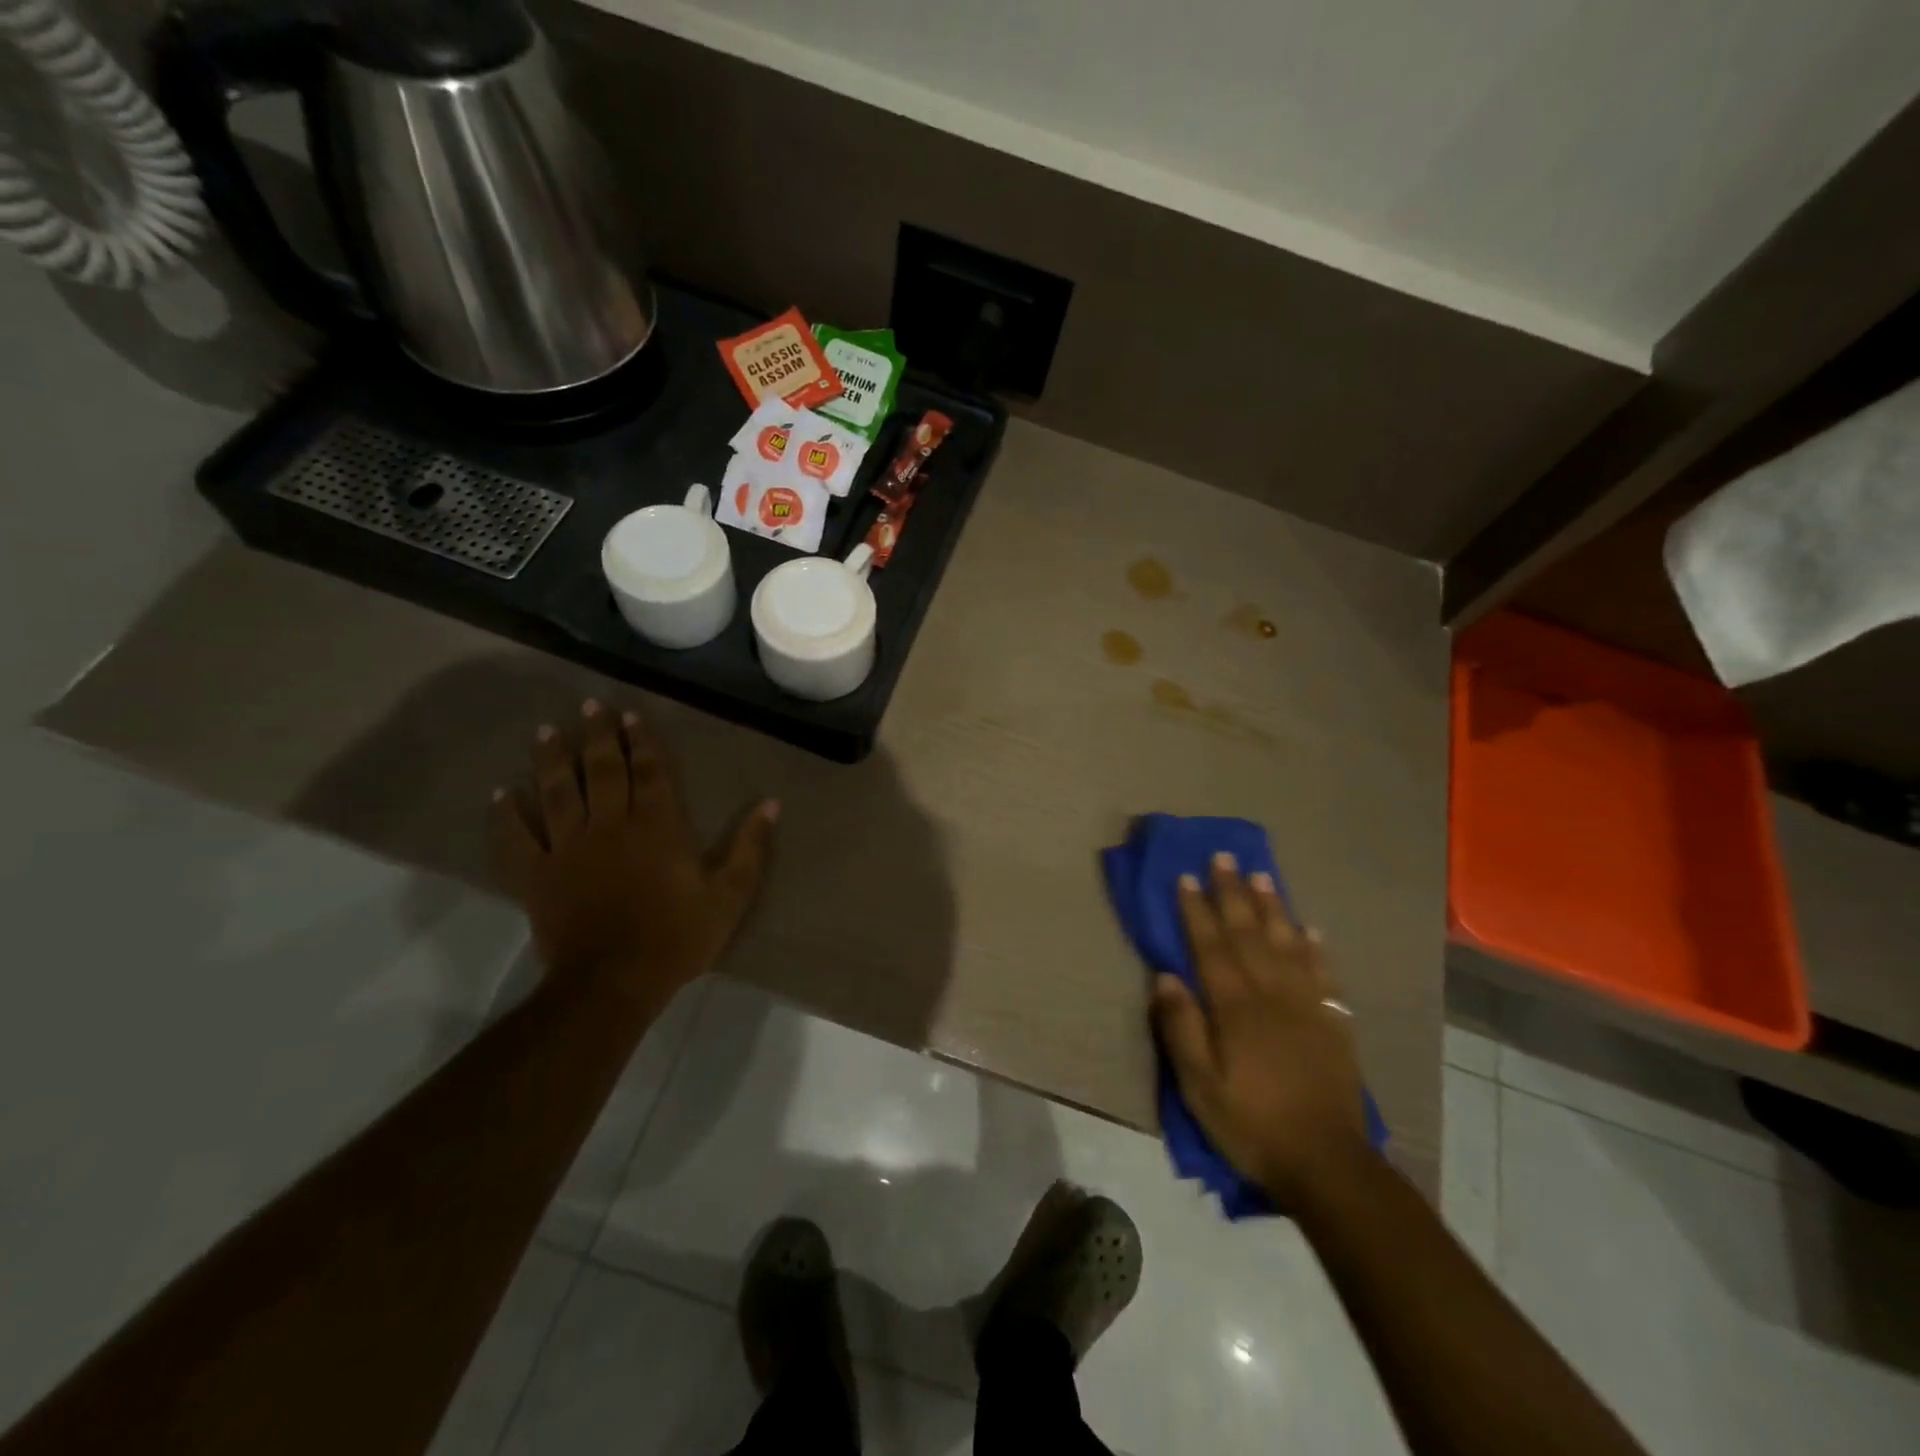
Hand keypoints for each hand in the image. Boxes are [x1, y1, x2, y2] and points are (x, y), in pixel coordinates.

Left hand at [490, 701, 777, 1011]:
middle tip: (589, 706)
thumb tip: (771, 805)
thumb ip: (749, 848)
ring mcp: (568, 849)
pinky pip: (516, 840)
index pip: (649, 773)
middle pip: (601, 771)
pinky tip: (501, 794)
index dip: (642, 743)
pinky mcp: (537, 877)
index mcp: (657, 827)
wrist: (614, 982)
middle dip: (597, 736)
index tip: (631, 717)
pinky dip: (506, 816)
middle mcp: (610, 826)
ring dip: (551, 760)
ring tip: (546, 731)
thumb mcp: (729, 896)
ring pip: (556, 793)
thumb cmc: (678, 937)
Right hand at [1150, 855, 1368, 1209]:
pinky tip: (1312, 929)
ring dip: (1273, 907)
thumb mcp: (1199, 1086)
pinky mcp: (1333, 1022)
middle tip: (1224, 857)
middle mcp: (1271, 994)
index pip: (1211, 946)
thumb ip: (1181, 1028)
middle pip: (1249, 933)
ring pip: (1288, 943)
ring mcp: (1307, 1005)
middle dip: (1233, 893)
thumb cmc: (1251, 1123)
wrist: (1326, 1163)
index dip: (1196, 910)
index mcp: (1235, 1007)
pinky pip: (1324, 974)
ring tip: (1262, 876)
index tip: (1186, 877)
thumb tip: (1166, 976)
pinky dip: (1317, 948)